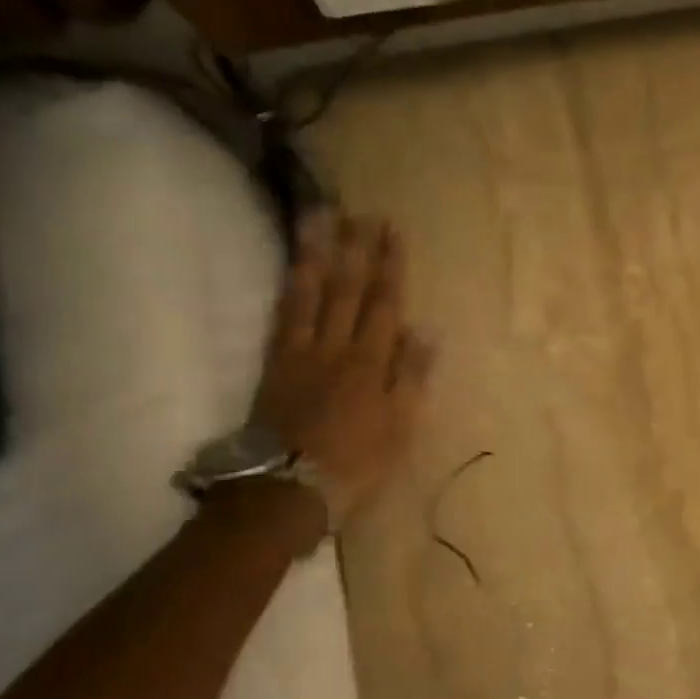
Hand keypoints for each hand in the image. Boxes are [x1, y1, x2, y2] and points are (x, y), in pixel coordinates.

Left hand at [248, 213, 432, 535]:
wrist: (289, 486)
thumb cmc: (356, 463)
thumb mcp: (400, 427)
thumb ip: (411, 377)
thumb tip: (425, 331)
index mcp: (371, 363)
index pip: (383, 304)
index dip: (389, 267)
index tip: (391, 231)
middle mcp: (336, 347)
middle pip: (347, 290)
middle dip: (356, 249)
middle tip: (359, 212)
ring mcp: (301, 353)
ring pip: (310, 294)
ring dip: (316, 254)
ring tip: (319, 219)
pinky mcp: (274, 365)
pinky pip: (282, 316)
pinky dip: (289, 288)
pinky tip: (293, 268)